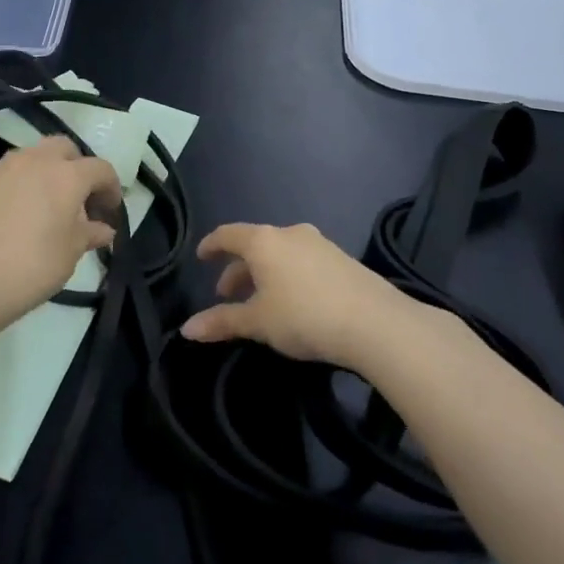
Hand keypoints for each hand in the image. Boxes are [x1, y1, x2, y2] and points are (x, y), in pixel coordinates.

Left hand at [0, 135, 122, 332]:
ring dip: (45, 175)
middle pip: (63, 149)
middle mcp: (33, 161)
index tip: (110, 213)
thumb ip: (89, 235)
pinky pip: (5, 176)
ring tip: (45, 209)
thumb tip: (103, 229)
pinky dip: (18, 188)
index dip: (111, 188)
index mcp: (65, 174)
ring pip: (31, 158)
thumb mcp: (69, 255)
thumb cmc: (29, 267)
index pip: (100, 168)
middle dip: (77, 168)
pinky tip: (14, 219)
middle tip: (79, 201)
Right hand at [181, 223, 417, 367]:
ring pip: (281, 255)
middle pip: (255, 246)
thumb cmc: (304, 316)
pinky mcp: (343, 260)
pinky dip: (288, 276)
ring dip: (264, 274)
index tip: (201, 256)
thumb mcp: (257, 322)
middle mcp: (290, 234)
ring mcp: (321, 245)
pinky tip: (294, 302)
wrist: (376, 323)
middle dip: (238, 270)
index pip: (228, 234)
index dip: (211, 245)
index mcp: (264, 241)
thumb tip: (186, 329)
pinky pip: (303, 262)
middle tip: (227, 295)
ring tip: (260, 302)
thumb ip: (222, 322)